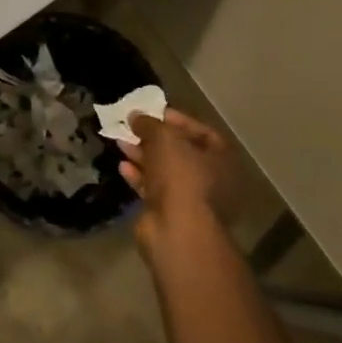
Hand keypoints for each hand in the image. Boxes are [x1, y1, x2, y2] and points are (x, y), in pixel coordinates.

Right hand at [119, 108, 240, 257]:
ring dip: (142, 156)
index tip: (151, 112)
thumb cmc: (180, 176)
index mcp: (221, 159)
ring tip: (120, 143)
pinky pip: (153, 189)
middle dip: (153, 138)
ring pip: (164, 171)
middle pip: (179, 152)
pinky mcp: (170, 213)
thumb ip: (149, 124)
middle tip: (131, 127)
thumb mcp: (164, 139)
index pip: (201, 132)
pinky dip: (138, 177)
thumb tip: (135, 115)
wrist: (177, 230)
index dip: (176, 119)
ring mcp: (190, 199)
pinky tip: (122, 167)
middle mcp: (211, 179)